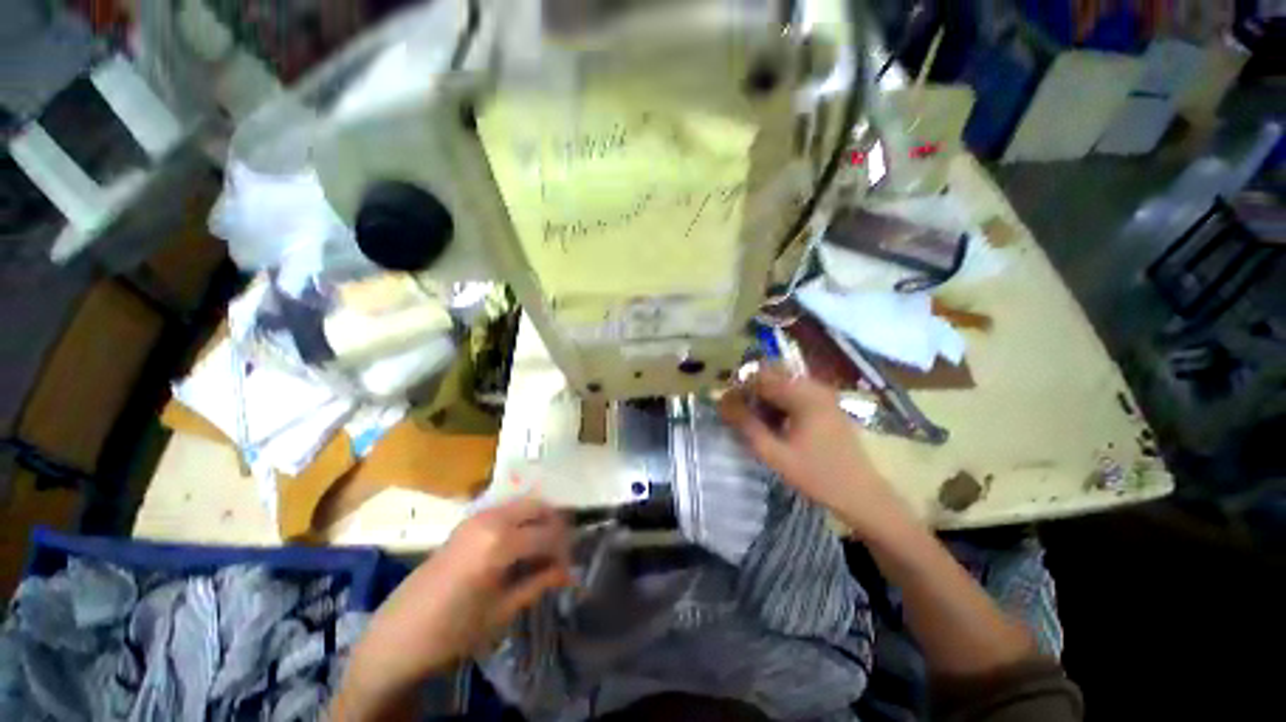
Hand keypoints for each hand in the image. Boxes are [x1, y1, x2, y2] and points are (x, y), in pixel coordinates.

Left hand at [336, 498, 571, 718]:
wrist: (399, 634)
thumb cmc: (452, 629)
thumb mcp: (502, 610)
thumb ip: (540, 583)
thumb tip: (570, 572)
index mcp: (500, 542)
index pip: (549, 535)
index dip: (565, 550)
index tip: (570, 568)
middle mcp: (492, 518)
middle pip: (539, 507)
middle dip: (556, 527)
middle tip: (561, 553)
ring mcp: (478, 515)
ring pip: (524, 504)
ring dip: (539, 521)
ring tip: (544, 549)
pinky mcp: (469, 520)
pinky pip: (507, 509)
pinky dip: (522, 520)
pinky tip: (521, 544)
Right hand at [718, 366, 908, 539]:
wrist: (862, 495)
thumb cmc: (817, 476)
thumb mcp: (774, 454)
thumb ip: (746, 425)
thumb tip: (722, 403)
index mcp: (804, 395)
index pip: (761, 377)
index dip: (739, 389)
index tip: (726, 407)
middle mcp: (814, 387)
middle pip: (772, 377)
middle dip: (751, 393)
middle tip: (739, 416)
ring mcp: (823, 395)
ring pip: (782, 385)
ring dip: (764, 399)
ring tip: (756, 423)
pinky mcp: (826, 405)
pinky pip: (794, 394)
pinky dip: (779, 404)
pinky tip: (775, 425)